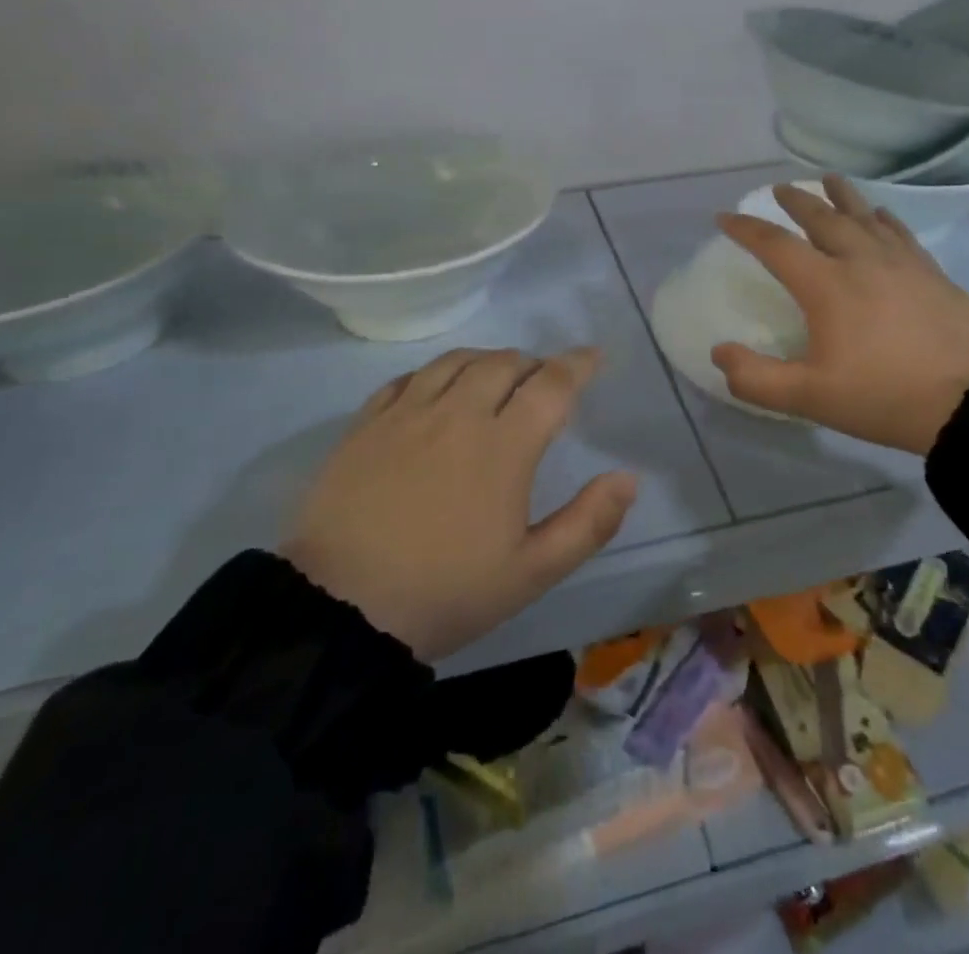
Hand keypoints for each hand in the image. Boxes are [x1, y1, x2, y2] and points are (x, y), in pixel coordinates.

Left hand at [285, 347, 638, 661]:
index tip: (593, 356)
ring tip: (495, 376)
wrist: (340, 611)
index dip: (578, 364)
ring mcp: (407, 414)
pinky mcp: (366, 424)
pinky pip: (407, 378)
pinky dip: (434, 374)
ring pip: (455, 361)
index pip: (551, 384)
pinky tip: (435, 390)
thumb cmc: (445, 592)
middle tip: (543, 380)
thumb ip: (588, 523)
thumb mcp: (531, 573)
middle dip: (533, 363)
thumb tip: (628, 478)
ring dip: (486, 360)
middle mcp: (458, 414)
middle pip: (504, 363)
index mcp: (504, 445)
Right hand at [710, 177, 968, 455]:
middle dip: (797, 201)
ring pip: (864, 216)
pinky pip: (900, 232)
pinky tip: (881, 214)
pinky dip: (883, 218)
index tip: (726, 216)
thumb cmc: (884, 396)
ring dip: (841, 196)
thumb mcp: (810, 397)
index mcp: (826, 285)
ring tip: (828, 179)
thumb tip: (719, 352)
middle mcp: (860, 261)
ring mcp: (901, 263)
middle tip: (781, 188)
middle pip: (822, 218)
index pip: (776, 245)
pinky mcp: (932, 272)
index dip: (747, 229)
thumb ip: (756, 378)